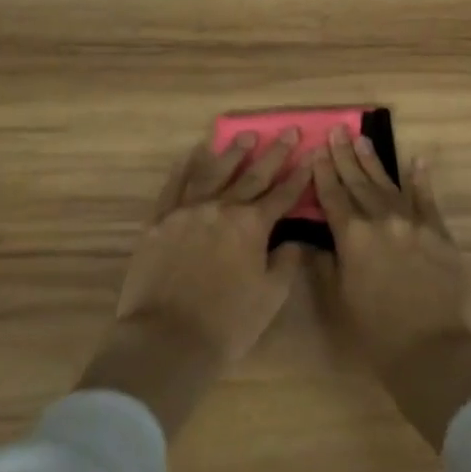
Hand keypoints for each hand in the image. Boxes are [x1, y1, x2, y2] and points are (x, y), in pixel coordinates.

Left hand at [79, 132, 310, 435]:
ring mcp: (188, 211)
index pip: (282, 195)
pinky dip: (184, 168)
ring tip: (246, 136)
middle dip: (274, 153)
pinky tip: (192, 154)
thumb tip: (294, 240)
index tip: (311, 155)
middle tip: (289, 130)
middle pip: (253, 175)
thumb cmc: (226, 325)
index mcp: (251, 225)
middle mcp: (222, 208)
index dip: (299, 175)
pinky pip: (174, 186)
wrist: (166, 341)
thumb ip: (285, 263)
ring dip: (232, 153)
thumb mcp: (270, 298)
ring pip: (214, 172)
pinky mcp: (159, 221)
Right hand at [311, 127, 470, 448]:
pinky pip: (427, 198)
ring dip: (373, 161)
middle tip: (337, 130)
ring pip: (388, 184)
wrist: (430, 347)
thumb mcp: (340, 298)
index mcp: (353, 237)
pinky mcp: (437, 230)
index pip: (333, 196)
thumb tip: (317, 239)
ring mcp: (412, 221)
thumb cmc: (376, 331)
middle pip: (358, 182)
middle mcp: (380, 220)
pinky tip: (416, 160)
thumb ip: (327, 263)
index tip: (316, 150)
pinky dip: (421, 179)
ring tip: (361, 139)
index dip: (323, 173)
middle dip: (345, 156)